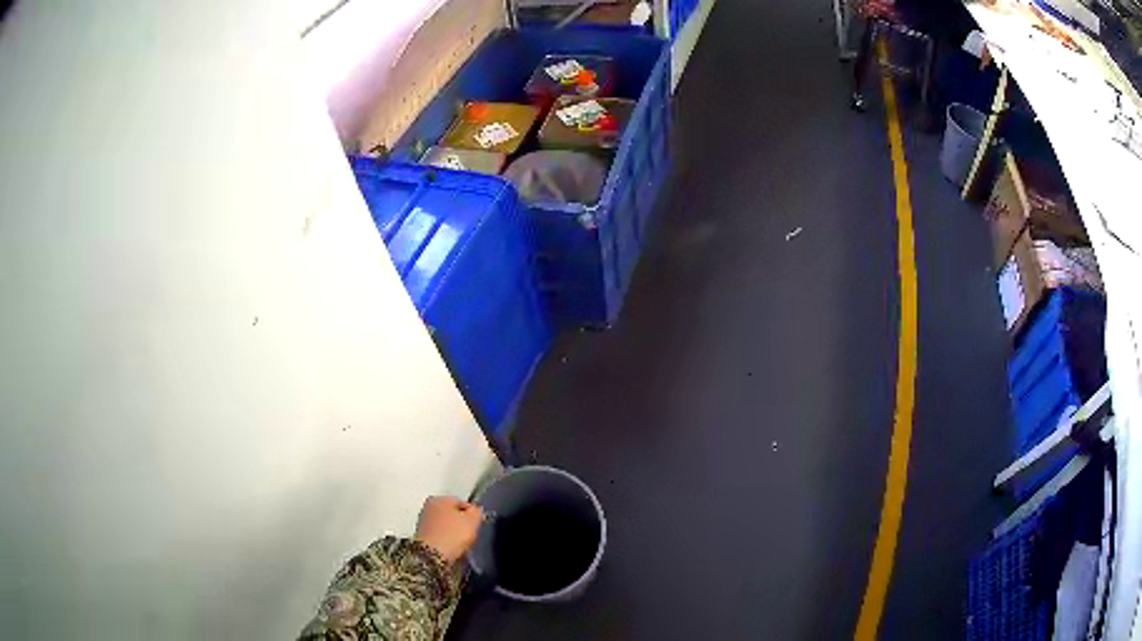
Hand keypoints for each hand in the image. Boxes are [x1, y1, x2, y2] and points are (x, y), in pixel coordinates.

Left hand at [415, 496, 483, 563]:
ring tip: (462, 544)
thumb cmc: (453, 535)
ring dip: (454, 533)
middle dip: (462, 524)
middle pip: (452, 514)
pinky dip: (447, 541)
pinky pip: (440, 537)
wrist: (432, 556)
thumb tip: (475, 511)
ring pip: (446, 526)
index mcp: (438, 499)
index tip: (478, 525)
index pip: (462, 502)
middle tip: (471, 535)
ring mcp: (423, 523)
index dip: (473, 514)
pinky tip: (453, 549)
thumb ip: (477, 512)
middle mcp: (427, 507)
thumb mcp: (472, 520)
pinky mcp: (422, 538)